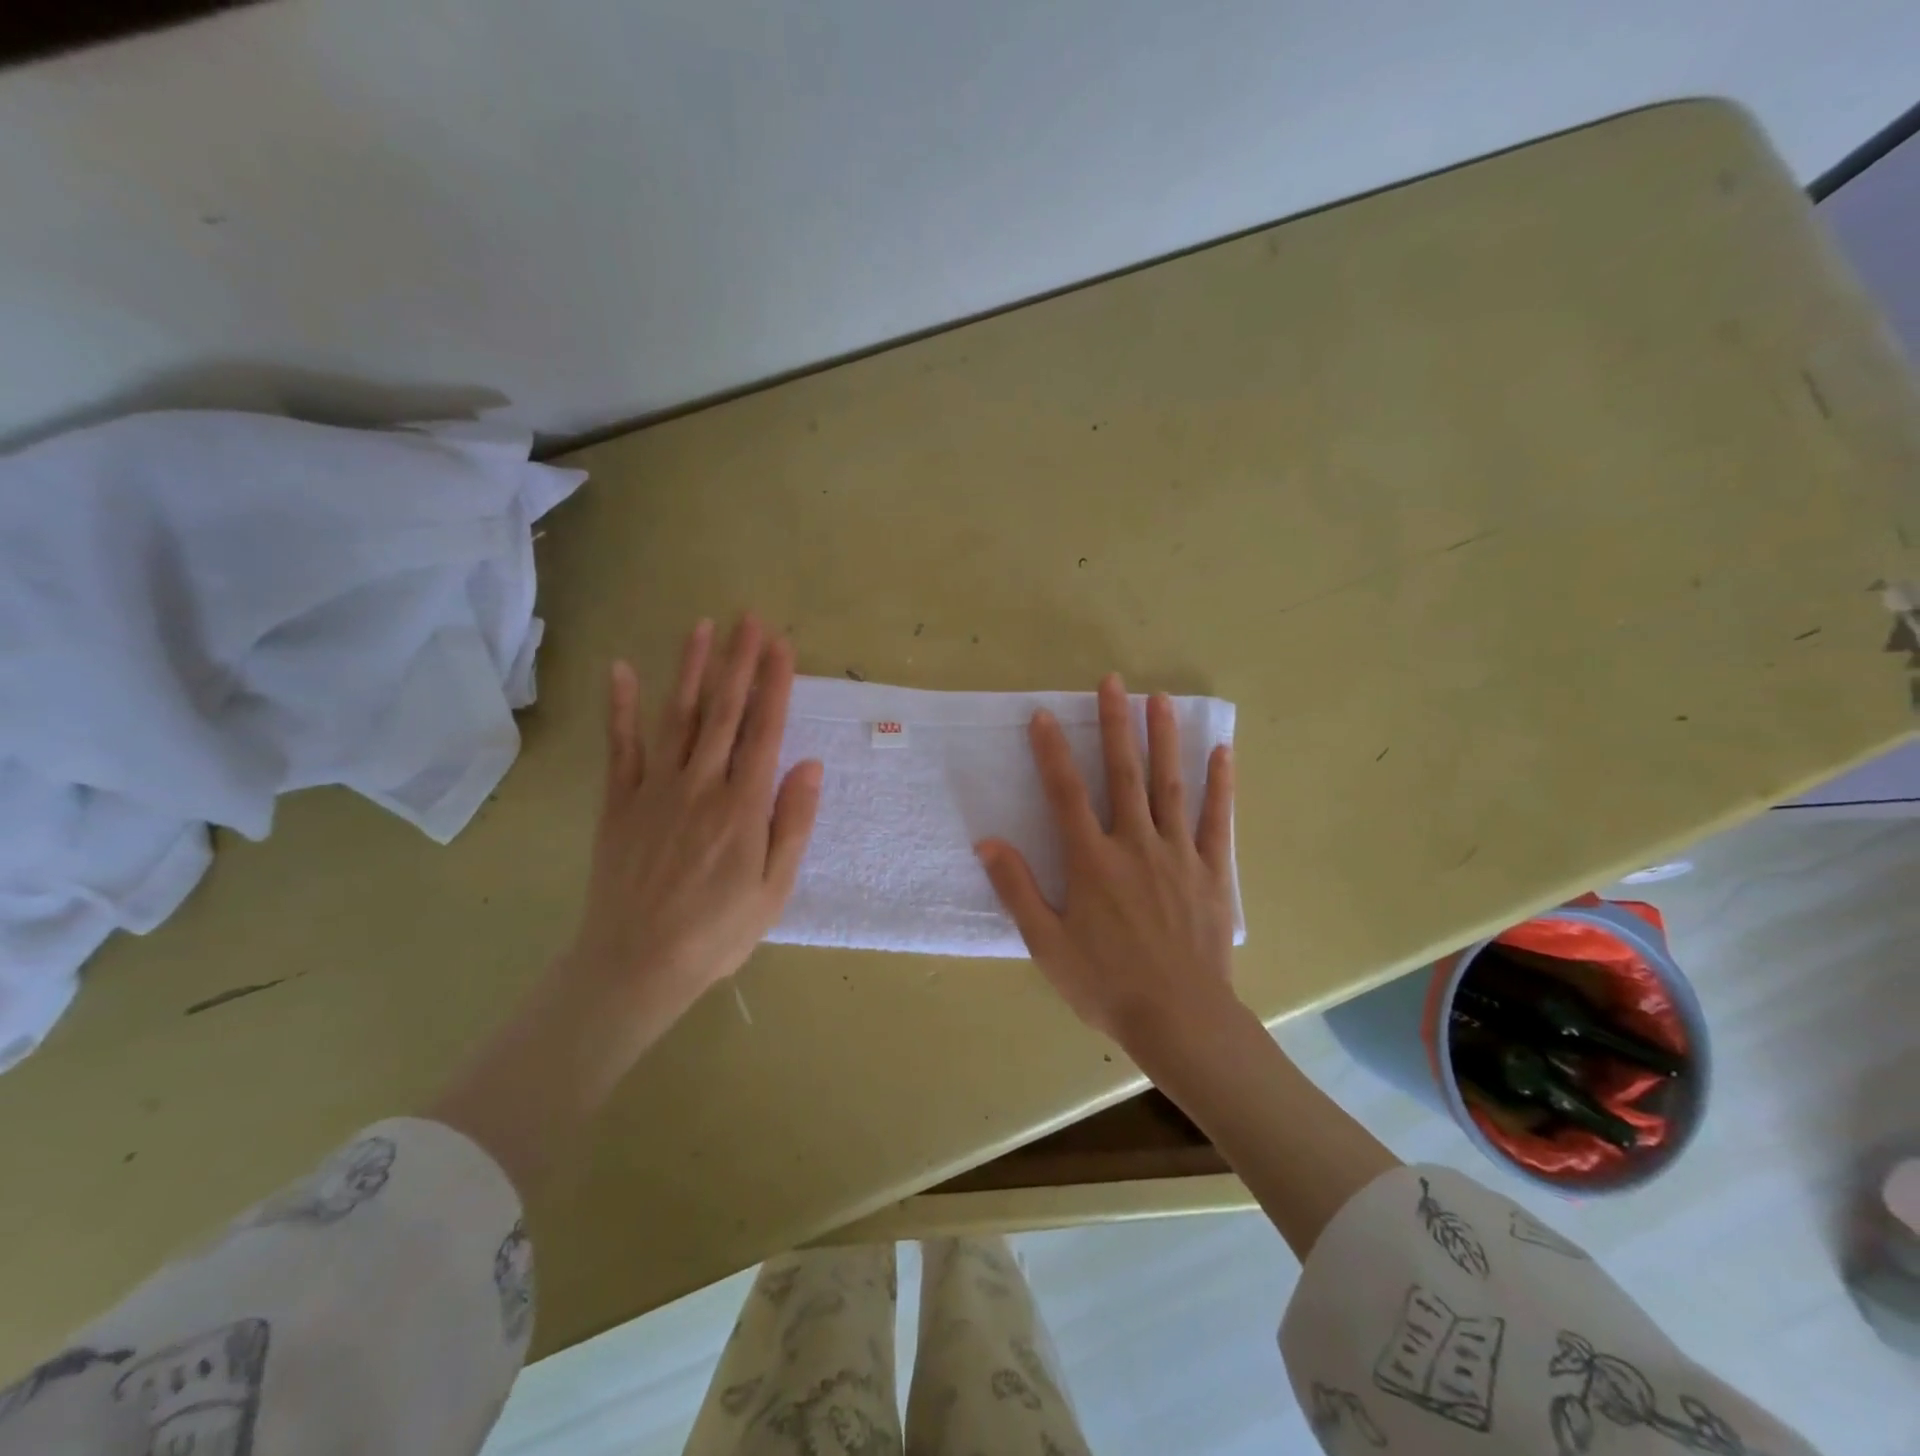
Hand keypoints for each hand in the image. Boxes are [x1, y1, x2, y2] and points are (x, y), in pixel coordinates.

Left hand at [431, 615, 820, 1194]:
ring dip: (693, 669)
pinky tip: (622, 670)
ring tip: (704, 627)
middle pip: (724, 711)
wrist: (636, 965)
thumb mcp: (774, 888)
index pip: (764, 730)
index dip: (775, 684)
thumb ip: (792, 823)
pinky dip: (621, 708)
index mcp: (742, 806)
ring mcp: (654, 789)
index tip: (782, 644)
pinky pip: (620, 747)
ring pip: (678, 717)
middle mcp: (700, 785)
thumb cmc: (717, 932)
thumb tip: (809, 765)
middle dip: (740, 661)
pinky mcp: (619, 802)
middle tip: (749, 617)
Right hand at [976, 674, 1236, 1051]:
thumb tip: (987, 842)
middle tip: (1113, 682)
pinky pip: (1218, 820)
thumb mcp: (1046, 943)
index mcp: (1092, 861)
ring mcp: (1178, 854)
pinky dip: (1219, 784)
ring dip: (1164, 739)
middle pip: (1122, 774)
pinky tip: (1221, 752)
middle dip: (1115, 725)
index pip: (1066, 793)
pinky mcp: (1213, 871)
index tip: (1043, 715)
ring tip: (1160, 699)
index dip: (1051, 752)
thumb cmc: (1105, 984)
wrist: (1179, 1020)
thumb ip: (1017, 888)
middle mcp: (1135, 844)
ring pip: (1169, 785)